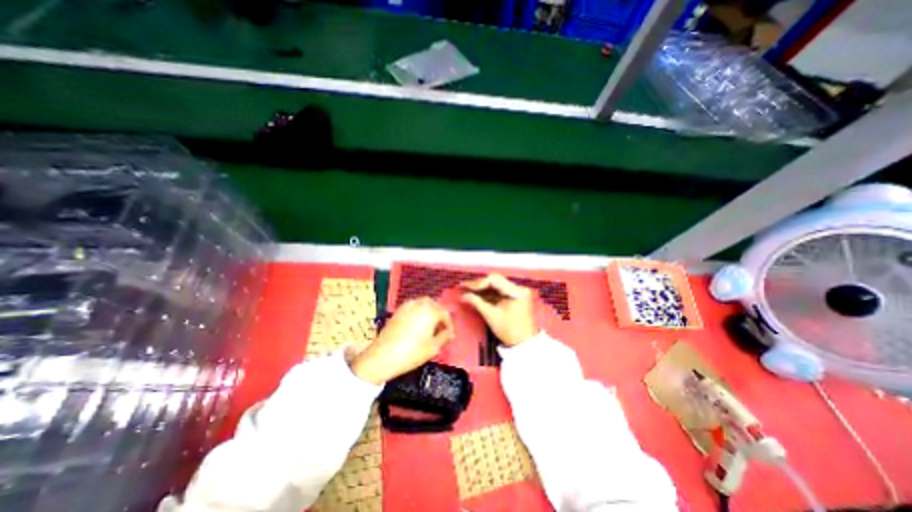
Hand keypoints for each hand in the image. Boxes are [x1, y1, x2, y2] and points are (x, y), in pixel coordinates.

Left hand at [348, 297, 454, 383]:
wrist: (382, 357)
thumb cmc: (411, 352)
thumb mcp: (433, 348)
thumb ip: (445, 337)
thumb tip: (450, 333)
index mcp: (430, 310)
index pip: (445, 313)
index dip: (449, 325)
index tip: (449, 335)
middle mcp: (420, 303)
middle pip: (434, 305)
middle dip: (439, 315)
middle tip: (440, 330)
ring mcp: (407, 305)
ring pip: (423, 304)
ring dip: (429, 312)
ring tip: (429, 327)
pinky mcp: (398, 310)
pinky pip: (413, 307)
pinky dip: (419, 312)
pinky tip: (417, 326)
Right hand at [460, 274, 536, 345]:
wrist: (523, 343)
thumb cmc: (510, 330)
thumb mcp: (491, 315)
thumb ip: (477, 302)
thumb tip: (464, 296)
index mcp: (516, 291)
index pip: (494, 280)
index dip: (478, 283)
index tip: (466, 286)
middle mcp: (518, 288)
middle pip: (495, 280)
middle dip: (479, 284)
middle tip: (464, 287)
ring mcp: (516, 291)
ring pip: (495, 285)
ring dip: (482, 288)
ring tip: (468, 290)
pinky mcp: (514, 296)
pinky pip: (498, 291)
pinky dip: (488, 293)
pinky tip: (477, 295)